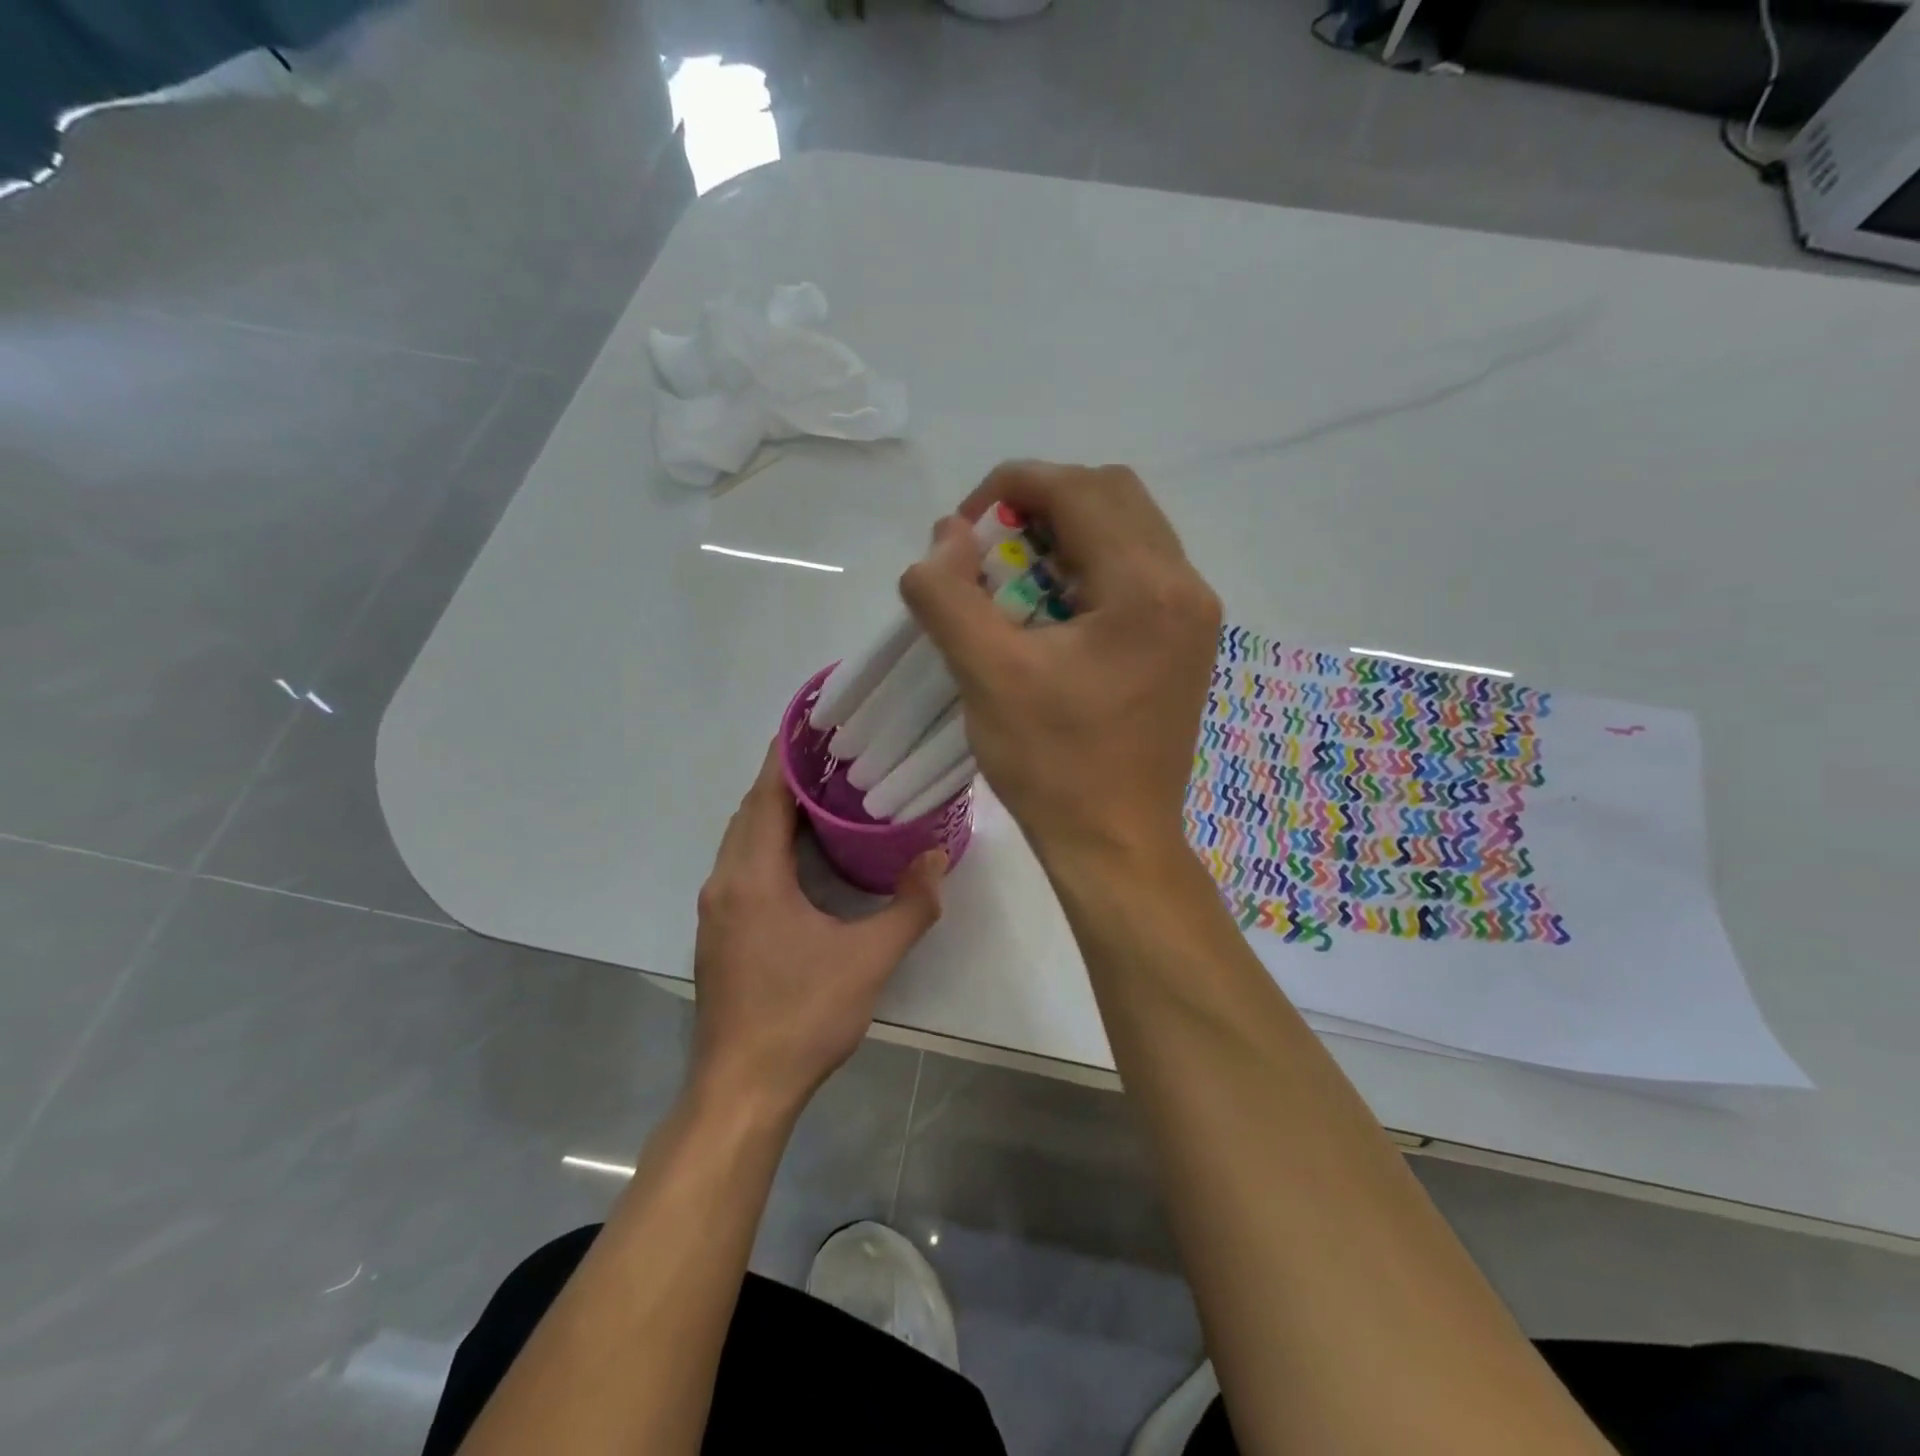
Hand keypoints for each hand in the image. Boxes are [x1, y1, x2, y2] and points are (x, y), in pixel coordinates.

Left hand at [691, 744, 945, 1117]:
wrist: (742, 1089)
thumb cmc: (803, 1016)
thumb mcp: (869, 959)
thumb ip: (910, 905)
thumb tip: (938, 857)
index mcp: (753, 876)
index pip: (767, 794)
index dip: (788, 755)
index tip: (817, 724)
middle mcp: (725, 881)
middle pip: (751, 811)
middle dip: (786, 779)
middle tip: (834, 757)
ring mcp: (716, 909)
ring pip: (742, 840)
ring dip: (775, 812)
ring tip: (824, 796)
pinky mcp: (718, 932)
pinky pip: (740, 866)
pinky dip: (767, 844)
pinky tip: (802, 855)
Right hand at [899, 462, 1220, 864]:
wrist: (1116, 843)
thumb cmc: (1054, 764)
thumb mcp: (987, 675)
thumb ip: (950, 593)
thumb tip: (944, 536)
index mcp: (1147, 586)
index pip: (1077, 489)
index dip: (1010, 487)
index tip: (961, 529)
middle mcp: (1185, 586)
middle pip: (1111, 496)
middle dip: (1041, 507)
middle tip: (991, 553)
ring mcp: (1193, 616)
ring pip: (1128, 531)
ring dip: (1066, 537)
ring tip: (1017, 584)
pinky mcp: (1186, 643)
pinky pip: (1138, 572)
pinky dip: (1090, 570)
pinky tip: (1053, 615)